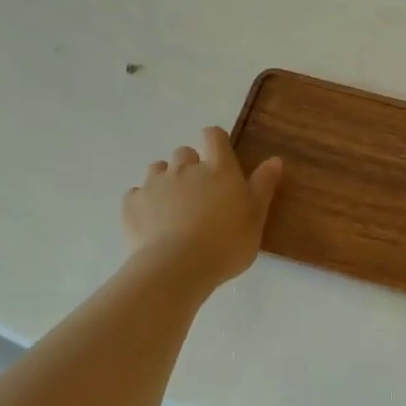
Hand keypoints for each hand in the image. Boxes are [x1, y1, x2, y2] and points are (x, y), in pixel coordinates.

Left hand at [122, 128, 282, 290]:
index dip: (214, 141)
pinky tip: (151, 223)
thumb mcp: (255, 218)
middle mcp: (185, 168)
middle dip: (190, 166)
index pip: (213, 136)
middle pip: (184, 152)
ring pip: (157, 169)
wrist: (177, 268)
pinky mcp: (131, 204)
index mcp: (218, 169)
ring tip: (172, 207)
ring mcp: (155, 184)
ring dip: (165, 180)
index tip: (218, 157)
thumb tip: (274, 159)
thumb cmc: (226, 243)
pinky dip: (143, 203)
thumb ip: (263, 186)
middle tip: (198, 193)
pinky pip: (136, 194)